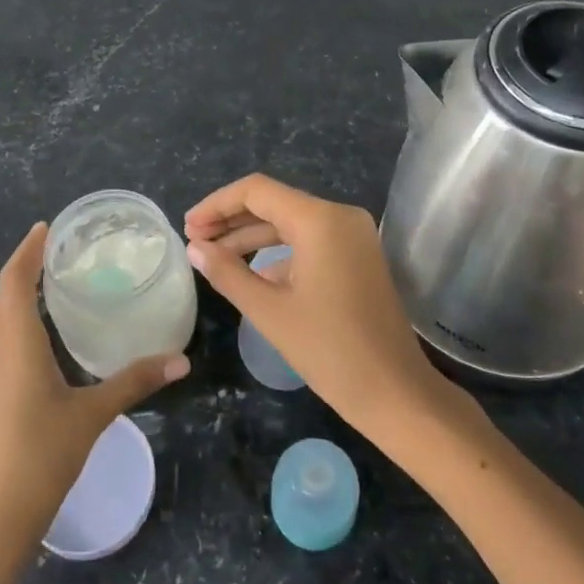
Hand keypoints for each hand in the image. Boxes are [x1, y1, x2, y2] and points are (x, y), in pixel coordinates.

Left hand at [0, 223, 188, 555]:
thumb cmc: (42, 455)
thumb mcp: (93, 414)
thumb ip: (135, 381)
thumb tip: (181, 360)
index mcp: (15, 343)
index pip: (15, 281)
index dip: (28, 251)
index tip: (46, 228)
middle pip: (4, 295)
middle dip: (26, 267)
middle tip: (59, 249)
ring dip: (19, 293)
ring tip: (52, 281)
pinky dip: (16, 319)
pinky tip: (40, 333)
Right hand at [184, 174, 454, 447]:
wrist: (396, 392)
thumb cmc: (330, 351)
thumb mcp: (269, 311)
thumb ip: (227, 273)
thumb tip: (195, 248)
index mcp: (320, 220)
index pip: (257, 191)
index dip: (217, 204)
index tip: (188, 226)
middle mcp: (340, 216)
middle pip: (274, 203)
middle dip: (231, 219)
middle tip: (194, 240)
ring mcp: (353, 235)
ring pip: (291, 222)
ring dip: (252, 236)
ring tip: (213, 255)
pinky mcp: (358, 255)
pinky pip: (310, 241)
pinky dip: (278, 252)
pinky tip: (251, 274)